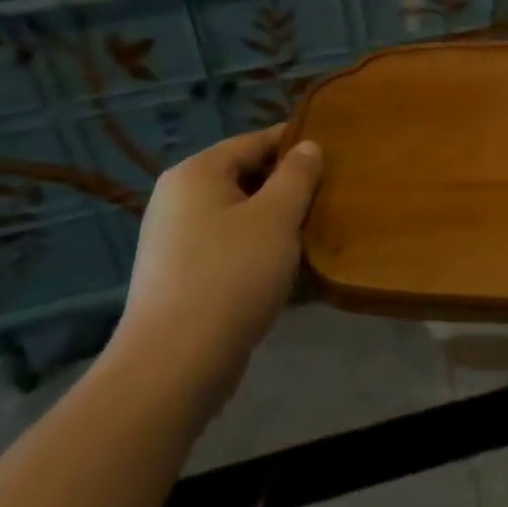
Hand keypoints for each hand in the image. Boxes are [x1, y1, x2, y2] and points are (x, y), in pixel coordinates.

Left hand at [113, 126, 322, 380]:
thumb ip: (297, 175)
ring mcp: (173, 239)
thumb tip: (308, 146)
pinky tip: (285, 264)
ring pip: (238, 214)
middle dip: (287, 184)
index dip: (295, 142)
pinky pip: (227, 245)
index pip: (254, 141)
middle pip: (244, 176)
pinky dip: (256, 247)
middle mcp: (177, 198)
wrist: (175, 365)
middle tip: (330, 193)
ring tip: (314, 228)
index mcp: (196, 173)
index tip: (334, 151)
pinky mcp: (179, 276)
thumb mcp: (277, 217)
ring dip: (275, 219)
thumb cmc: (231, 275)